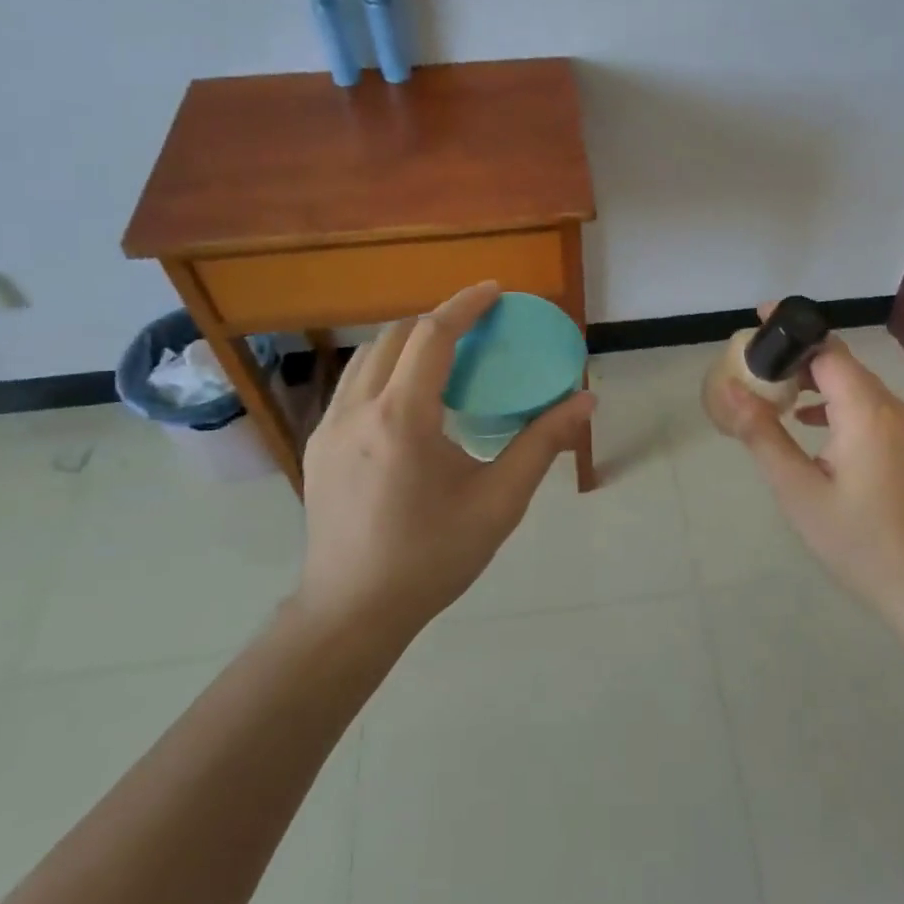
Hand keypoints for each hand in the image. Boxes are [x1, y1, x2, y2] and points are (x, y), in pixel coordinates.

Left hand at [295, 282, 596, 638]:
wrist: (352, 612)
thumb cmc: (432, 557)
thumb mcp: (498, 503)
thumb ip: (542, 444)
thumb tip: (585, 400)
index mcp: (402, 419)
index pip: (432, 335)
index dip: (465, 305)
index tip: (495, 291)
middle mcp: (357, 410)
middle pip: (394, 336)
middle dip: (436, 320)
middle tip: (476, 329)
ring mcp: (329, 428)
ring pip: (367, 358)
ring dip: (406, 343)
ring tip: (444, 358)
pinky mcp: (318, 446)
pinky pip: (353, 386)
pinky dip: (385, 370)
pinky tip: (410, 401)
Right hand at [712, 318, 903, 625]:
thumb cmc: (854, 538)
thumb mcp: (796, 489)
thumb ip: (762, 433)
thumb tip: (730, 388)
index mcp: (865, 411)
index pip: (827, 348)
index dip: (793, 328)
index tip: (760, 318)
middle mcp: (893, 407)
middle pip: (843, 364)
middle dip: (800, 357)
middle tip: (759, 365)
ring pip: (859, 387)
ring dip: (820, 383)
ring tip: (780, 395)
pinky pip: (873, 408)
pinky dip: (841, 405)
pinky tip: (816, 427)